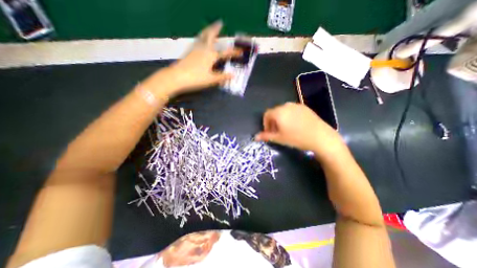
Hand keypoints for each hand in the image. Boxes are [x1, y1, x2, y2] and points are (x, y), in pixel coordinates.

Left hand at [141, 20, 238, 97]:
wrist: (176, 77)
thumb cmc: (196, 78)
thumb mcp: (211, 79)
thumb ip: (222, 77)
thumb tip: (233, 75)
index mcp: (210, 56)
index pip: (225, 53)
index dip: (233, 52)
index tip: (240, 51)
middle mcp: (203, 49)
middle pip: (210, 36)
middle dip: (216, 29)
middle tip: (220, 23)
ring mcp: (195, 49)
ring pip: (202, 36)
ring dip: (207, 30)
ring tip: (210, 28)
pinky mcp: (189, 52)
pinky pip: (197, 41)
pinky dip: (201, 37)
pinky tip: (200, 40)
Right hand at [255, 101, 344, 156]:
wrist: (320, 137)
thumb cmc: (297, 138)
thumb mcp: (279, 138)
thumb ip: (266, 136)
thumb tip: (255, 137)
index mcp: (279, 112)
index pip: (266, 114)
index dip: (266, 124)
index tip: (269, 132)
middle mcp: (286, 105)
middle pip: (275, 112)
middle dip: (273, 122)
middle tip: (277, 132)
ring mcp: (296, 105)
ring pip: (283, 111)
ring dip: (281, 119)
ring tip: (286, 129)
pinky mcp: (305, 107)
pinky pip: (292, 110)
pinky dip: (289, 116)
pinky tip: (295, 125)